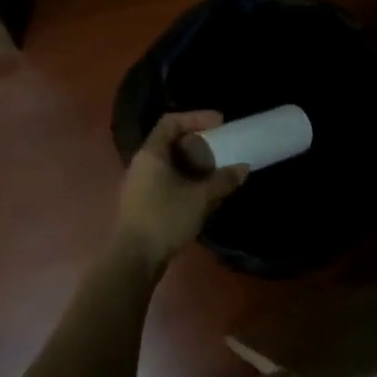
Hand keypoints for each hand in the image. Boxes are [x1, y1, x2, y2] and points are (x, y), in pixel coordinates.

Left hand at [115, 112, 248, 274]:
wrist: (133, 259)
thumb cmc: (165, 219)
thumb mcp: (200, 198)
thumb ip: (223, 180)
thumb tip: (243, 167)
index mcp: (151, 154)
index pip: (171, 122)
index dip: (196, 117)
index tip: (220, 123)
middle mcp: (142, 163)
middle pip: (170, 141)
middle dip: (198, 142)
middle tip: (221, 147)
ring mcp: (139, 183)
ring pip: (169, 163)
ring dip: (193, 163)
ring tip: (216, 170)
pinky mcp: (142, 202)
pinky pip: (166, 179)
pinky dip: (185, 179)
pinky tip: (202, 193)